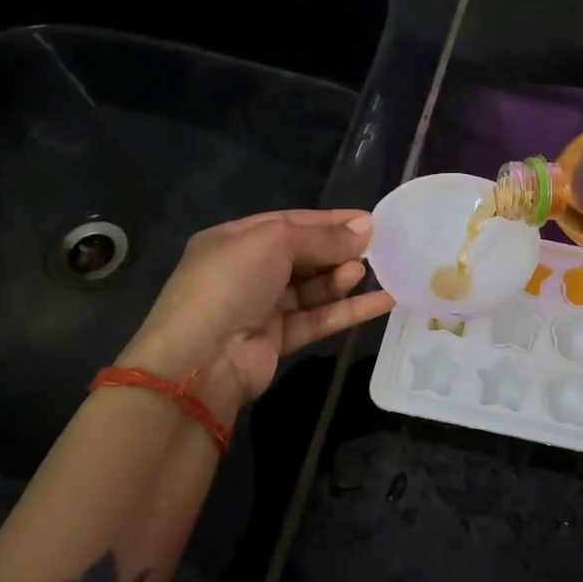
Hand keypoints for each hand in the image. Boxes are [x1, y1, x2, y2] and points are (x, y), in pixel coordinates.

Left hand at [116, 209, 392, 423]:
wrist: (200, 360)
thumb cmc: (230, 284)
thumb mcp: (273, 243)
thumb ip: (321, 238)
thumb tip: (365, 229)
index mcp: (234, 240)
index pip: (289, 222)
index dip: (328, 221)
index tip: (368, 221)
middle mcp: (246, 272)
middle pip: (303, 254)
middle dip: (337, 250)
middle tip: (376, 246)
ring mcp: (262, 308)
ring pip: (312, 288)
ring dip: (341, 279)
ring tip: (367, 272)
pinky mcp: (278, 339)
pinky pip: (319, 319)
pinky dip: (348, 310)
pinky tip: (383, 302)